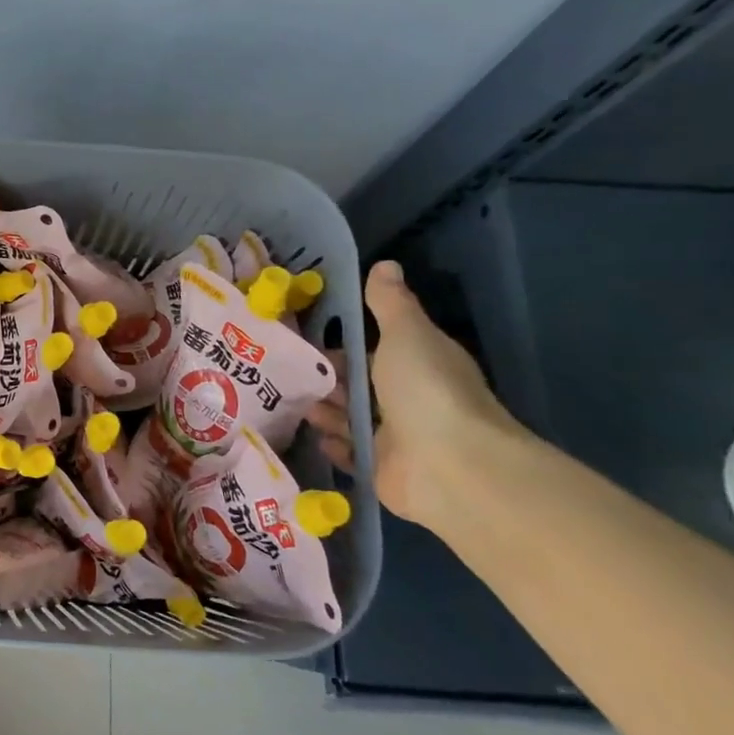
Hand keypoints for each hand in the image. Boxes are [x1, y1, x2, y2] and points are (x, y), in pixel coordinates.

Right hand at [306, 260, 525, 524]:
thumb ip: (390, 303)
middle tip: (283, 373)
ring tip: (288, 401)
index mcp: (418, 363)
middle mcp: (408, 399)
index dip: (341, 345)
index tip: (303, 340)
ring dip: (324, 411)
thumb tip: (384, 264)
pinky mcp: (382, 469)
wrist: (450, 465)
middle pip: (359, 386)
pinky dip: (334, 445)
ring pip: (351, 419)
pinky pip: (351, 454)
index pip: (373, 350)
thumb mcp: (406, 334)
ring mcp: (396, 437)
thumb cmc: (426, 390)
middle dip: (326, 380)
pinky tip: (313, 436)